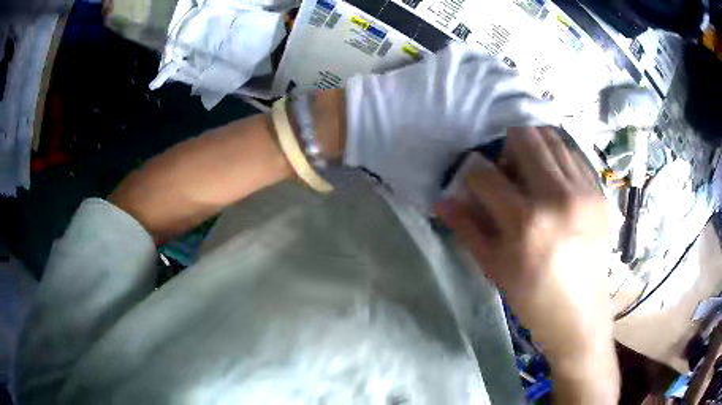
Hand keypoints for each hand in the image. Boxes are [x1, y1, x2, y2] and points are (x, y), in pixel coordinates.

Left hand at [343, 43, 554, 209]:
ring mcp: (457, 75)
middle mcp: (475, 95)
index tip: (554, 122)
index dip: (544, 118)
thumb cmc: (396, 158)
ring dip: (514, 79)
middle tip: (540, 107)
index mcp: (478, 125)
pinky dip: (486, 60)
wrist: (363, 124)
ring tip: (521, 88)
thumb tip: (483, 193)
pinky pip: (472, 54)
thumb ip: (461, 191)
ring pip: (499, 70)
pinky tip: (491, 68)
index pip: (524, 117)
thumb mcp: (431, 186)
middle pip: (518, 89)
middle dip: (534, 98)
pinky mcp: (440, 63)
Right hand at [436, 127, 618, 402]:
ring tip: (529, 169)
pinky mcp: (599, 192)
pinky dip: (556, 156)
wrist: (580, 314)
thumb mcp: (494, 269)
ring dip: (533, 146)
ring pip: (551, 138)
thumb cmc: (533, 299)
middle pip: (523, 138)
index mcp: (526, 223)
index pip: (485, 174)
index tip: (474, 181)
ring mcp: (583, 191)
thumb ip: (467, 229)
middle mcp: (557, 197)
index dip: (472, 173)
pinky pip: (573, 154)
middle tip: (505, 167)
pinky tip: (553, 178)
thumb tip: (442, 199)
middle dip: (505, 146)